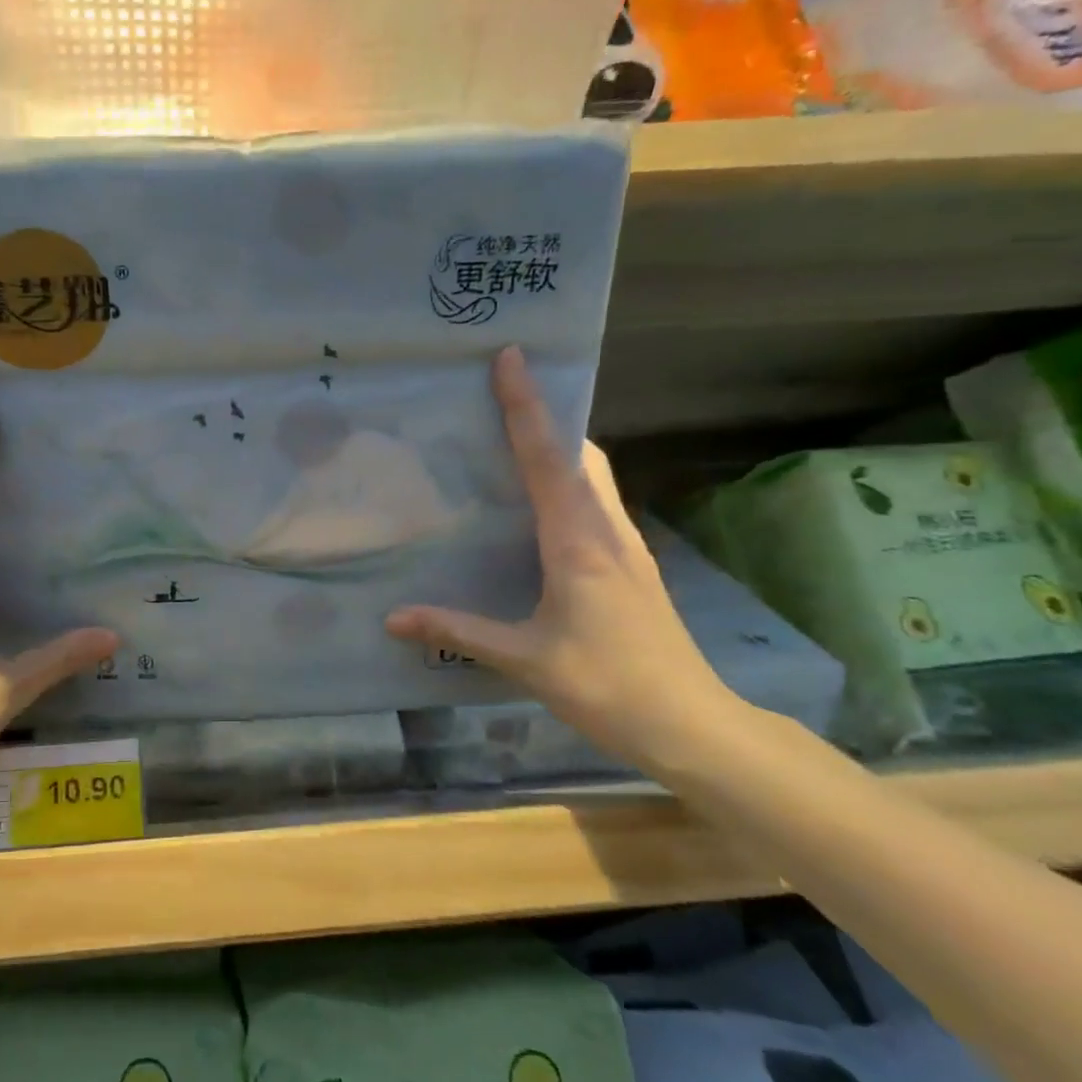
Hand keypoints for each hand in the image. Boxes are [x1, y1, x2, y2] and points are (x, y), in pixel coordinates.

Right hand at [385, 346, 737, 764]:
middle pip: (580, 453)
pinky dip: (566, 481)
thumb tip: (392, 618)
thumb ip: (457, 631)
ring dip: (559, 446)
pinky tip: (538, 505)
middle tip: (503, 395)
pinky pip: (594, 503)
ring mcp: (624, 547)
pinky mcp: (628, 566)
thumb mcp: (524, 658)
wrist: (689, 724)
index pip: (547, 458)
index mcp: (578, 541)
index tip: (511, 357)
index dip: (527, 405)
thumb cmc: (606, 684)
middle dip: (547, 415)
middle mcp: (606, 530)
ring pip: (592, 475)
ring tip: (513, 439)